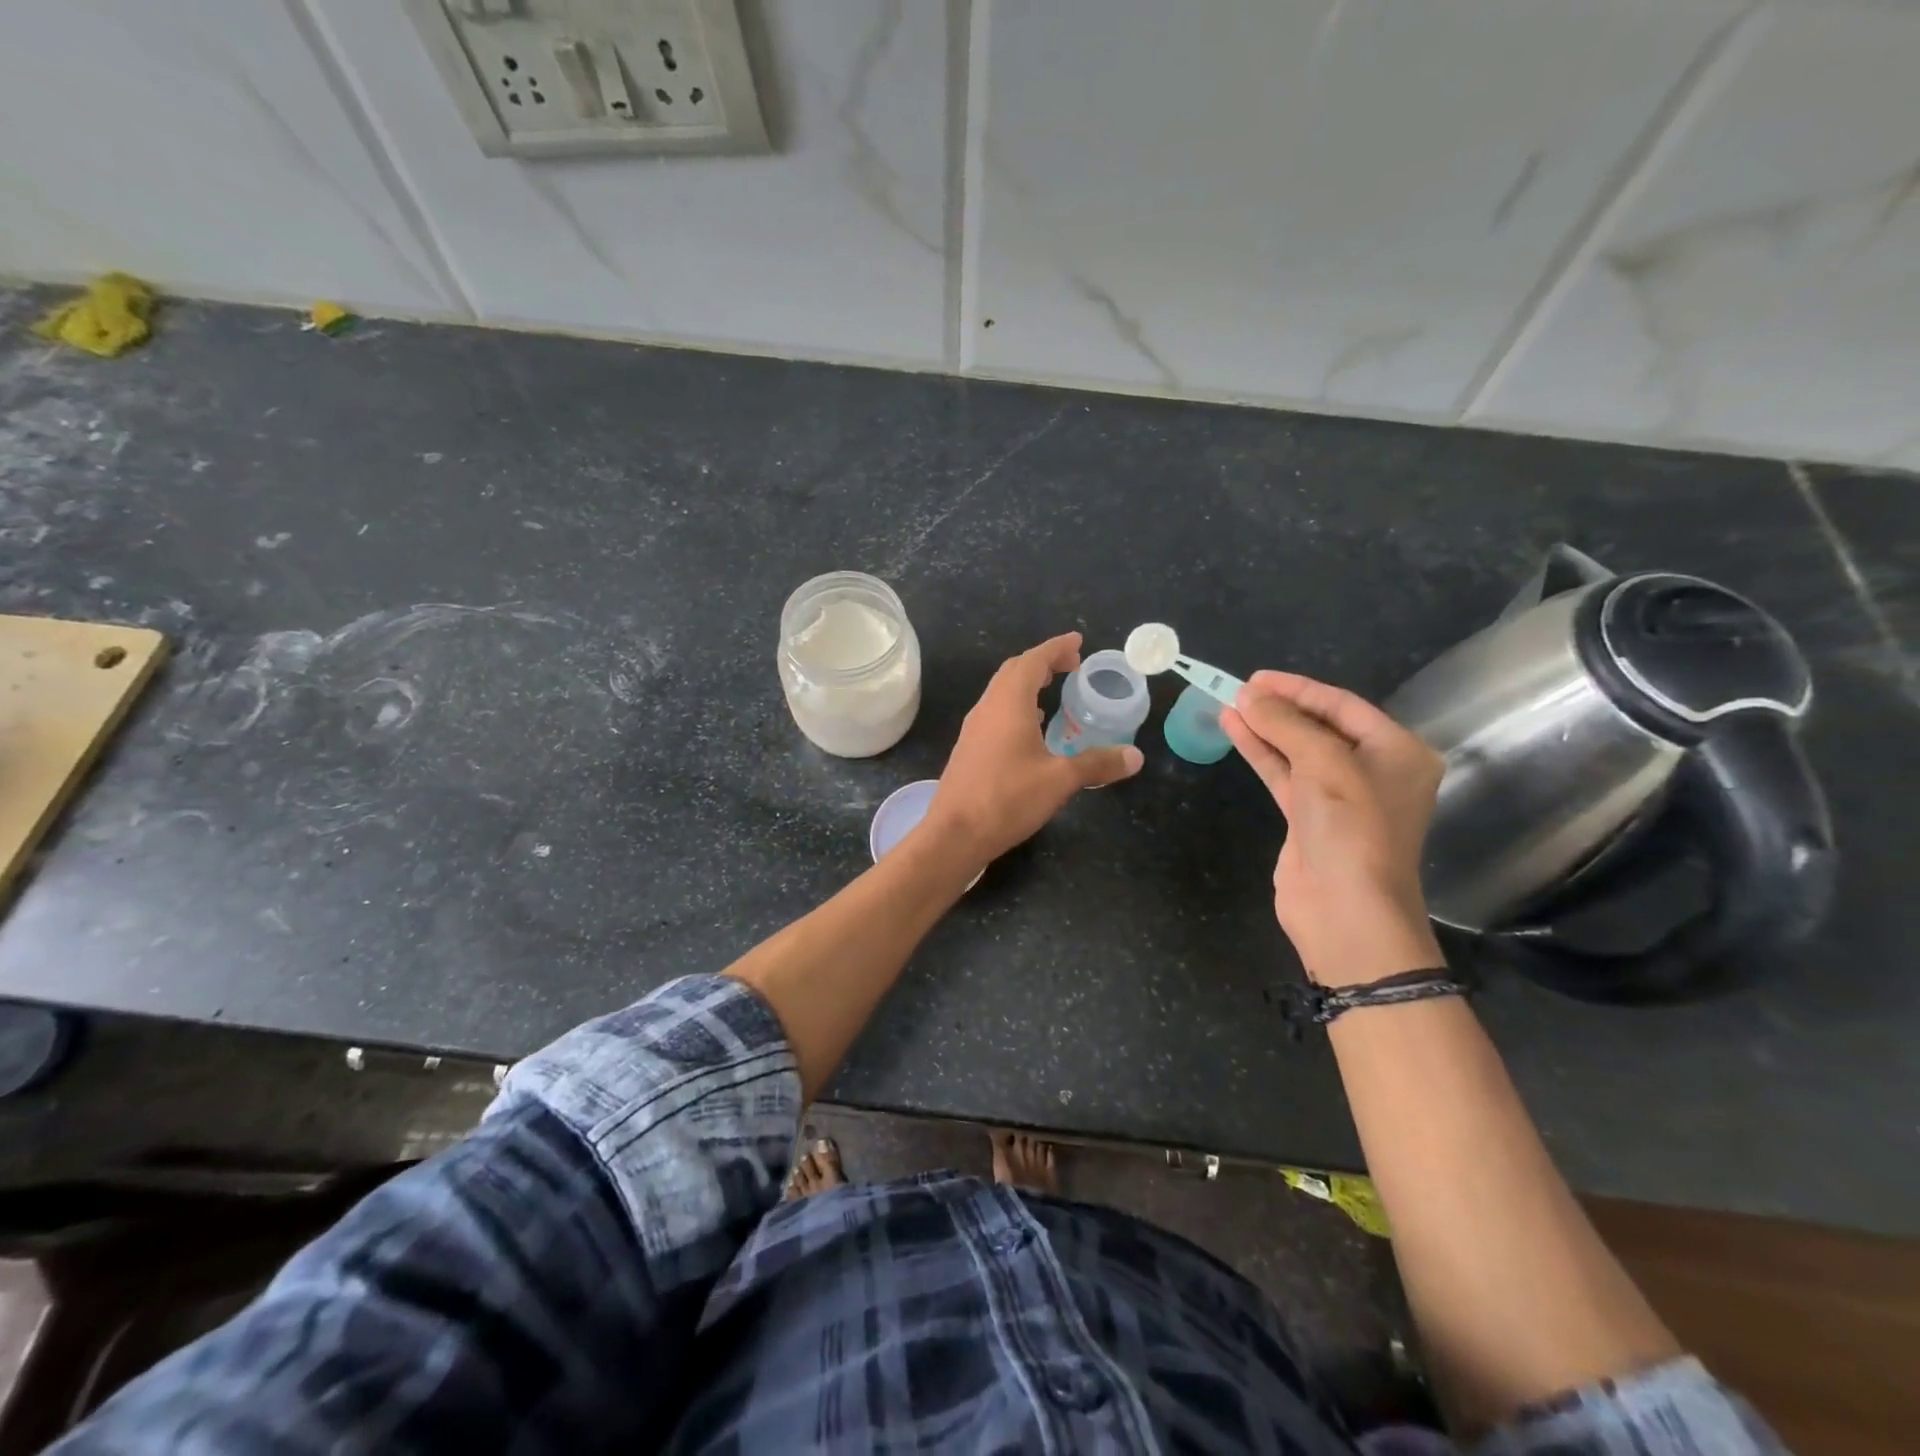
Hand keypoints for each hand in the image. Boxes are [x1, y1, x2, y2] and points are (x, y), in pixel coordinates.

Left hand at [926, 632, 1142, 865]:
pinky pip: (995, 712)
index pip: (1033, 660)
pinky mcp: (969, 748)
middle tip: (1070, 665)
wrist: (955, 833)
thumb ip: (1097, 764)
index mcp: (1009, 703)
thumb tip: (1136, 756)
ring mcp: (974, 728)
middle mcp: (987, 707)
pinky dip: (1016, 706)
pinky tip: (1030, 728)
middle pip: (1014, 671)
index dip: (1056, 648)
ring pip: (1001, 692)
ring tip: (1053, 690)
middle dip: (1042, 662)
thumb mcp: (1060, 780)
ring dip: (1026, 684)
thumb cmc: (1008, 799)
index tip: (1077, 642)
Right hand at [1221, 671, 1444, 986]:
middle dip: (1280, 708)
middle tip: (1240, 690)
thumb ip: (1286, 725)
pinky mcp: (1309, 818)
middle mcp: (1373, 770)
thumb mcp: (1323, 764)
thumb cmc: (1351, 828)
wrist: (1345, 909)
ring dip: (1264, 728)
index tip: (1257, 678)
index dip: (1299, 689)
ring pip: (1297, 750)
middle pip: (1320, 726)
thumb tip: (1248, 696)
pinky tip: (1234, 732)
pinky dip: (1261, 753)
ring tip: (1228, 705)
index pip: (1343, 706)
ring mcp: (1339, 796)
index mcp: (1397, 752)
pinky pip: (1284, 774)